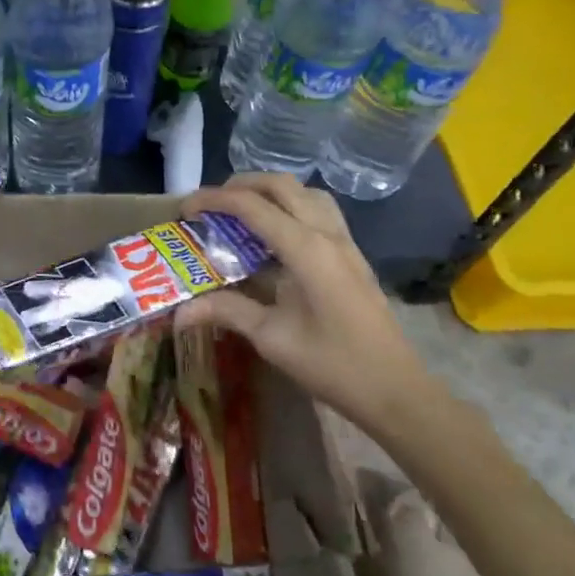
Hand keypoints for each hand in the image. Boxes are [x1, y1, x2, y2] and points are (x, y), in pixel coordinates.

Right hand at [178, 173, 444, 438]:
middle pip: (281, 185)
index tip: (185, 209)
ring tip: (242, 212)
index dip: (213, 200)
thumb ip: (225, 311)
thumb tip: (178, 311)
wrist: (396, 391)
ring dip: (270, 191)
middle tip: (211, 205)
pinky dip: (291, 206)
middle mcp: (327, 234)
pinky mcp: (353, 254)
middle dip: (240, 185)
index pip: (252, 206)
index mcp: (306, 249)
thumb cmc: (333, 365)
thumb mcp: (271, 338)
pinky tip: (275, 235)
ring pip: (305, 192)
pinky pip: (320, 210)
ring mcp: (345, 242)